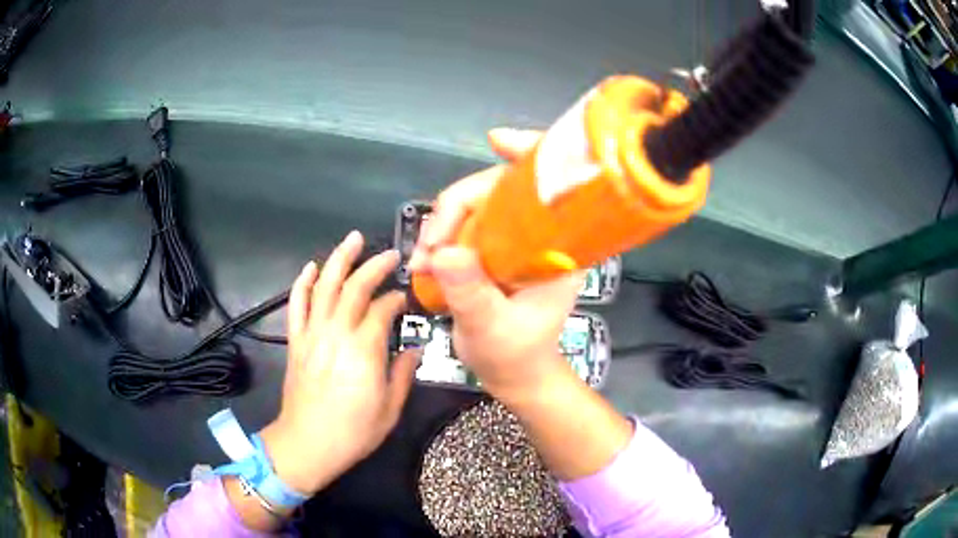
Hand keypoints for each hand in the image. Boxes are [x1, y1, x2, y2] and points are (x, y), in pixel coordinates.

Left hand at [259, 231, 419, 495]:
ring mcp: (312, 335)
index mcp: (364, 350)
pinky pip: (296, 305)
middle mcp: (336, 334)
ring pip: (324, 287)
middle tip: (390, 254)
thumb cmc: (353, 432)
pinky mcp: (295, 341)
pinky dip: (302, 283)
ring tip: (353, 239)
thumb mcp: (390, 409)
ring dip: (339, 260)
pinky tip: (311, 267)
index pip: (382, 309)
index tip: (406, 298)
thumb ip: (402, 375)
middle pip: (354, 288)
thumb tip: (413, 351)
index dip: (396, 299)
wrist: (307, 443)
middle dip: (374, 266)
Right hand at [409, 130, 631, 481]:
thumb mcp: (492, 330)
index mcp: (559, 248)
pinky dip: (440, 238)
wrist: (514, 376)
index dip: (530, 155)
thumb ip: (471, 293)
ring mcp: (514, 240)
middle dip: (455, 207)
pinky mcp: (493, 249)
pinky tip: (424, 259)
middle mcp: (539, 235)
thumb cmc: (516, 357)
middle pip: (497, 190)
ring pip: (474, 206)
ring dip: (441, 225)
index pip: (553, 186)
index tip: (496, 142)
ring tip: (421, 260)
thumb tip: (442, 251)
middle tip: (429, 245)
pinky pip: (463, 226)